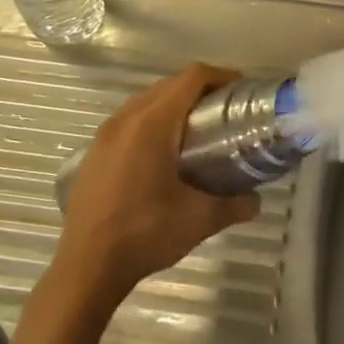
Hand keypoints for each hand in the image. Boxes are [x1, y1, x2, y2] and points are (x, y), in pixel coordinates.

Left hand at [56, 65, 260, 302]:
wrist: (87, 267)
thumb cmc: (146, 233)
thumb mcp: (200, 219)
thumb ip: (234, 205)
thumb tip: (256, 201)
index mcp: (153, 124)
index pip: (192, 78)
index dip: (221, 76)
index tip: (242, 89)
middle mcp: (126, 119)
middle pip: (168, 85)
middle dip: (199, 90)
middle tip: (225, 111)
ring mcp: (104, 136)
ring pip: (144, 102)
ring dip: (172, 106)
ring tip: (197, 130)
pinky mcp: (93, 154)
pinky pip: (128, 122)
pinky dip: (150, 124)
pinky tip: (163, 155)